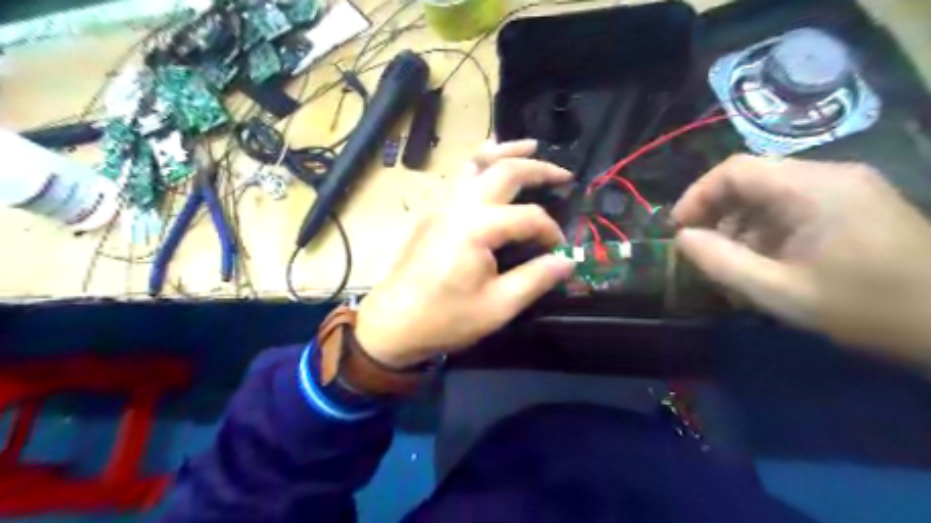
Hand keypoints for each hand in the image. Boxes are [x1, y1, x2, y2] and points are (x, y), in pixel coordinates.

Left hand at [356, 138, 575, 367]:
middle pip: (505, 171)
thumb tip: (567, 261)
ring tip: (530, 146)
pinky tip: (489, 165)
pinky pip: (460, 175)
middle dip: (538, 168)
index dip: (550, 231)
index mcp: (477, 227)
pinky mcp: (432, 211)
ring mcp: (442, 204)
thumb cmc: (445, 318)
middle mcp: (459, 205)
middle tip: (564, 174)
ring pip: (477, 162)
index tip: (558, 251)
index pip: (528, 217)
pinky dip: (481, 162)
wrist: (393, 322)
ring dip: (506, 152)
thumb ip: (535, 279)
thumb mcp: (497, 307)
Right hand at [673, 155, 929, 368]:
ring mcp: (845, 190)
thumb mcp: (780, 292)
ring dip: (739, 226)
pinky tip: (763, 264)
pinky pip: (792, 208)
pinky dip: (765, 231)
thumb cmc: (866, 308)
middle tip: (700, 251)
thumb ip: (721, 262)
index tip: (679, 230)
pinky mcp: (853, 206)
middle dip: (716, 214)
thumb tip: (682, 238)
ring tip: (730, 266)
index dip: (697, 196)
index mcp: (813, 188)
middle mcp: (829, 176)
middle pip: (751, 180)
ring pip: (769, 195)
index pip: (735, 170)